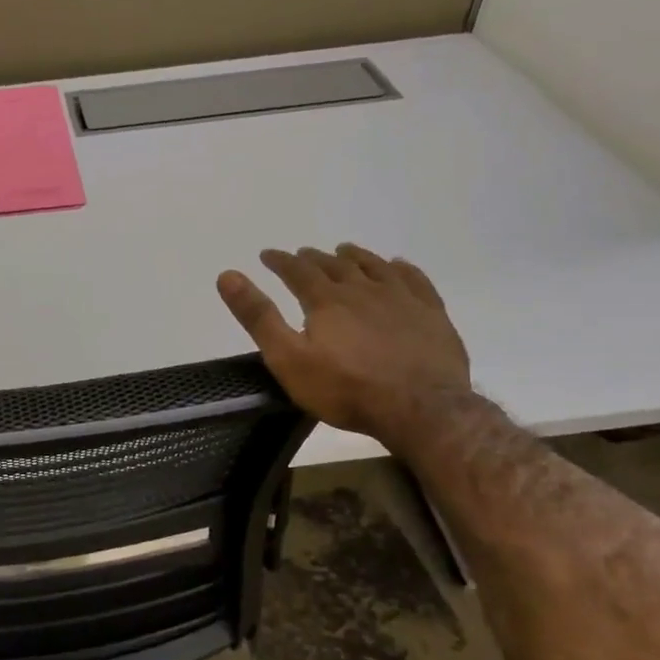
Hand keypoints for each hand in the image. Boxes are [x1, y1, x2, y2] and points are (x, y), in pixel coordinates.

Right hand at [217, 244, 470, 439]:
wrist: (420, 408)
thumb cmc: (345, 389)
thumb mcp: (288, 358)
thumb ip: (258, 317)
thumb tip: (227, 275)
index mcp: (326, 301)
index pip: (297, 271)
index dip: (280, 261)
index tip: (267, 254)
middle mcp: (363, 290)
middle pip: (335, 266)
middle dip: (314, 258)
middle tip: (303, 254)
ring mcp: (401, 299)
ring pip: (374, 267)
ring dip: (355, 257)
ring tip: (344, 250)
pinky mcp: (432, 314)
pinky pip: (415, 280)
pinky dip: (402, 269)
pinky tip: (398, 266)